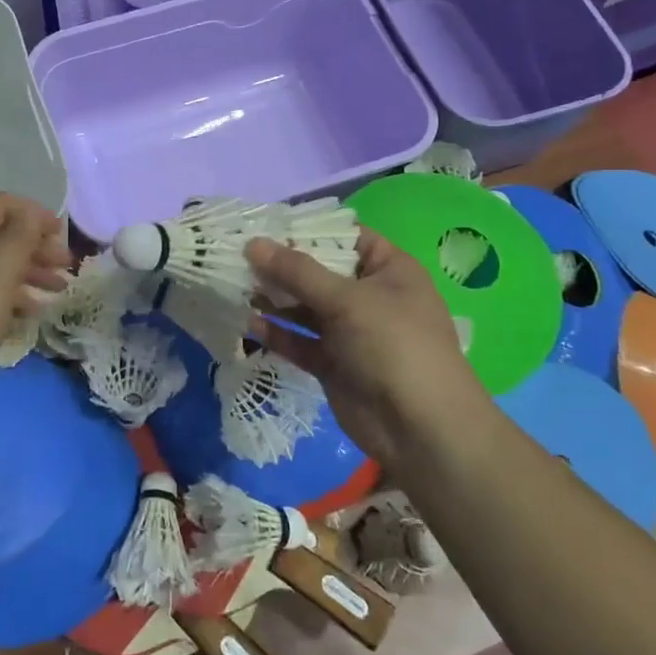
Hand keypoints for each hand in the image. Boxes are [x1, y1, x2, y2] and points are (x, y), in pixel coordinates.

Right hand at [245, 230, 490, 464]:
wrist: (420, 429)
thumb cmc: (393, 345)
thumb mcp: (346, 299)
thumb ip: (297, 271)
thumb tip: (252, 243)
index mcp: (388, 270)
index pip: (345, 237)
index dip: (307, 229)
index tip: (264, 224)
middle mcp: (369, 297)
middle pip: (319, 272)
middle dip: (281, 265)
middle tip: (238, 255)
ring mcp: (351, 332)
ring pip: (305, 308)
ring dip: (274, 299)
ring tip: (235, 286)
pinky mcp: (334, 364)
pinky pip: (301, 342)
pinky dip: (278, 333)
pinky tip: (249, 324)